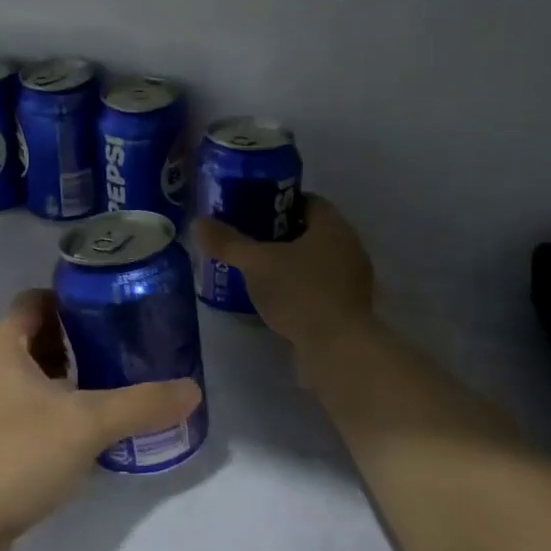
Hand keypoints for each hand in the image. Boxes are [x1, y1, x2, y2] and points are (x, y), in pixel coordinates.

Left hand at [0, 290, 200, 550]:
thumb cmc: (17, 457)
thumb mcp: (87, 425)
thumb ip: (142, 404)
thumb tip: (193, 390)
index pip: (38, 300)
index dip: (75, 301)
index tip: (114, 314)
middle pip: (36, 335)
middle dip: (78, 342)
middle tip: (122, 354)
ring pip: (29, 374)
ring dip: (66, 379)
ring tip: (109, 393)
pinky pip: (20, 407)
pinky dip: (50, 409)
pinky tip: (81, 434)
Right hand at [195, 195, 375, 351]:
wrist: (338, 349)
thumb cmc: (299, 293)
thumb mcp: (256, 263)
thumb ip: (228, 242)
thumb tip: (198, 222)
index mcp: (334, 227)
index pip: (309, 201)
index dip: (280, 203)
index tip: (254, 211)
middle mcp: (350, 247)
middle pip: (312, 231)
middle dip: (282, 234)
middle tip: (250, 241)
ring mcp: (353, 280)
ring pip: (317, 260)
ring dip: (292, 263)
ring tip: (258, 271)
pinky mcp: (350, 309)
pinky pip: (321, 287)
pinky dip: (300, 287)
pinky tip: (277, 299)